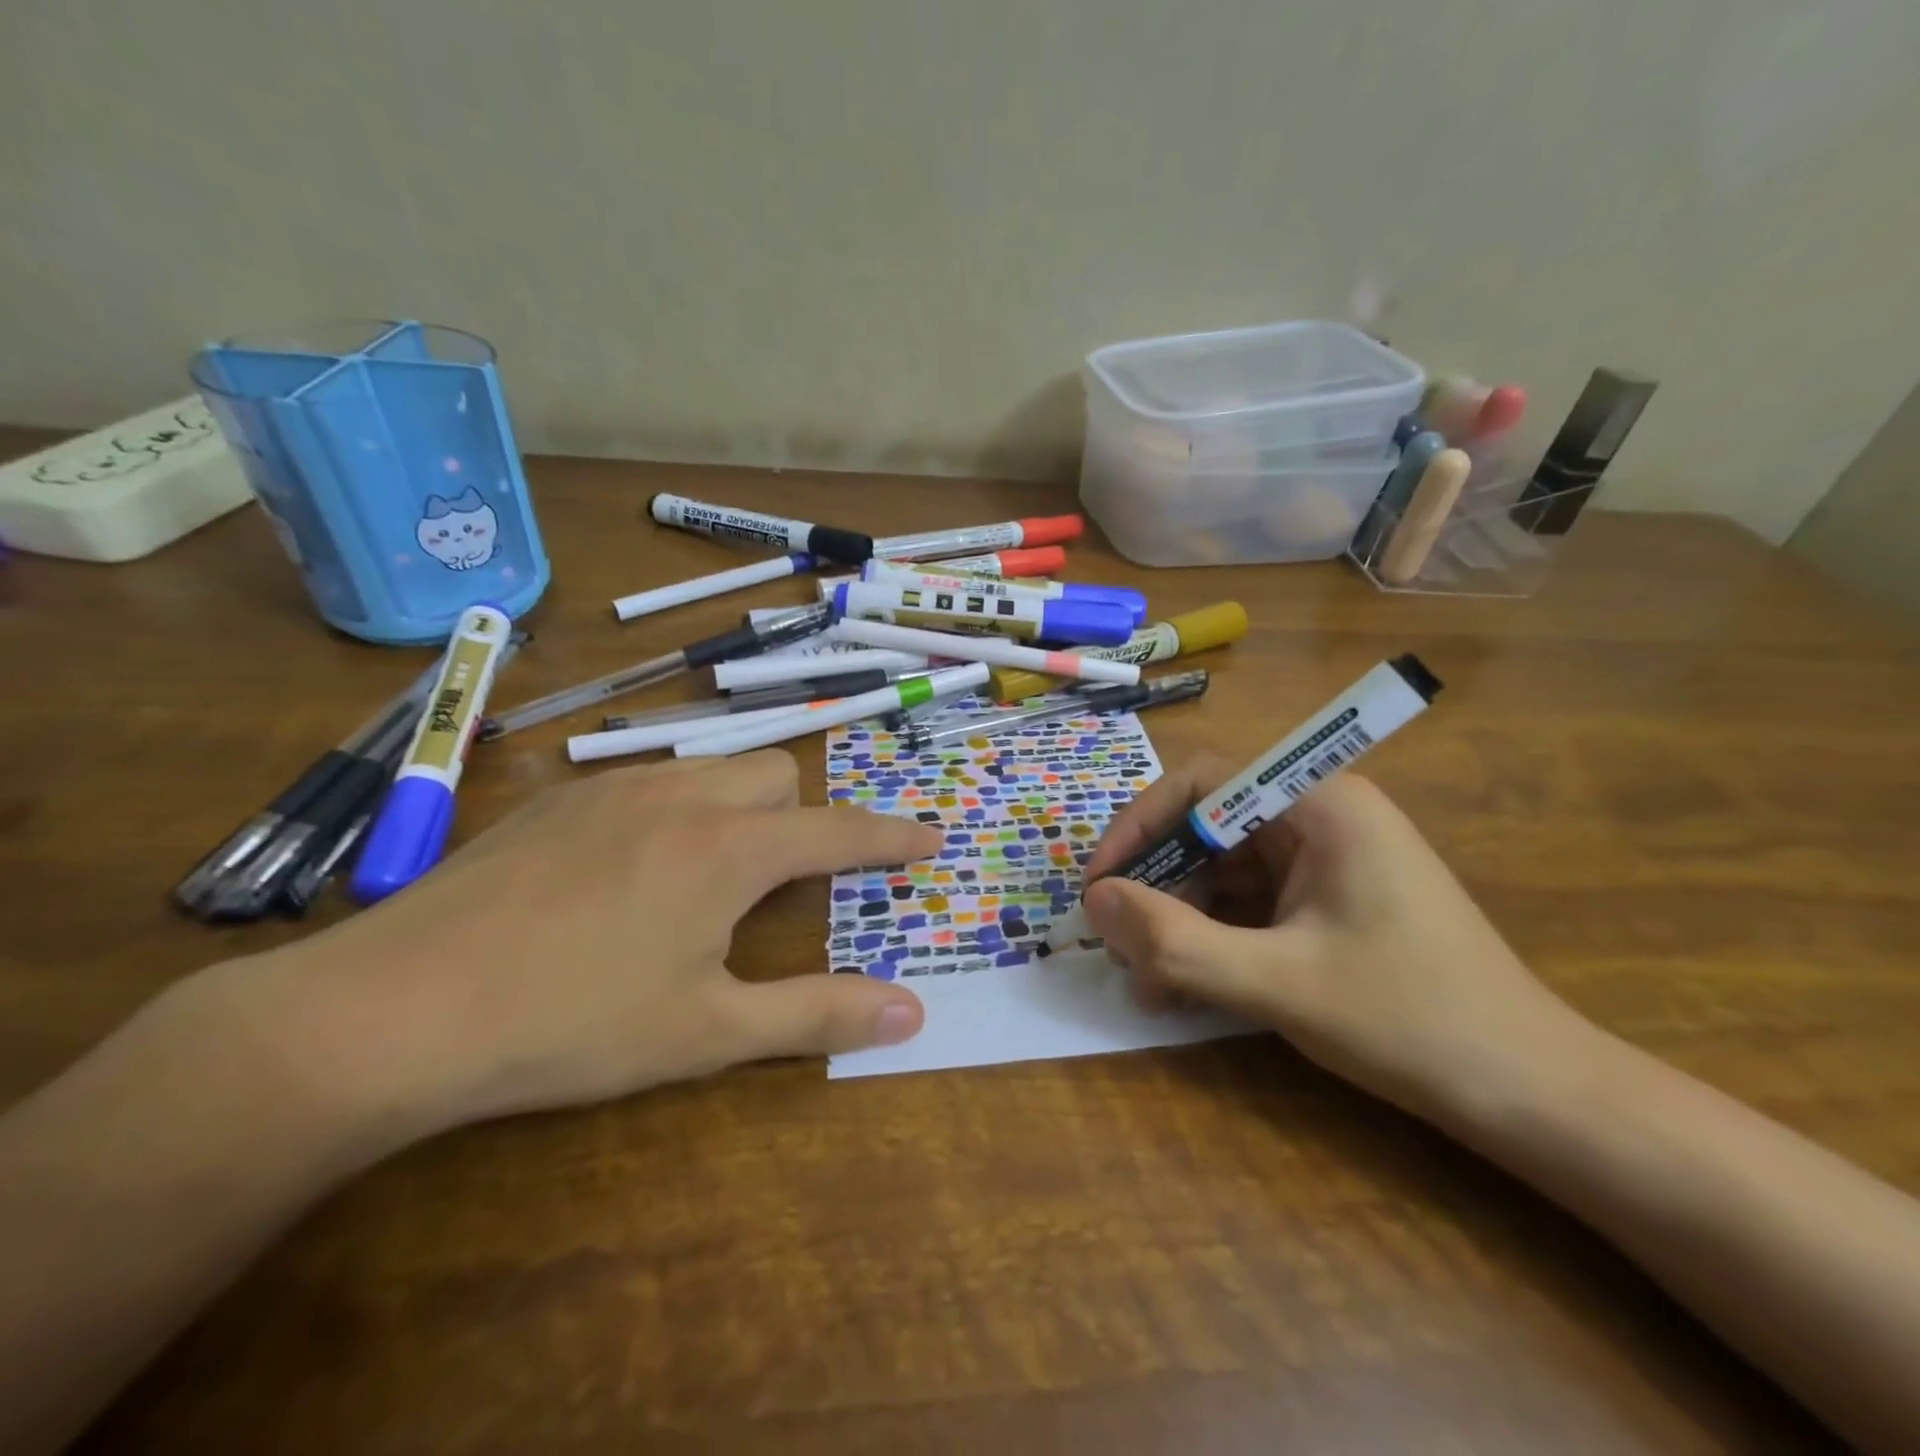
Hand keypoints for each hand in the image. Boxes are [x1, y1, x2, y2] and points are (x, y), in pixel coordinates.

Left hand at [263, 752, 938, 1134]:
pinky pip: (648, 779)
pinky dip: (675, 807)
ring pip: (712, 767)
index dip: (890, 836)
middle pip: (777, 774)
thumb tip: (910, 1014)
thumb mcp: (709, 1033)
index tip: (929, 837)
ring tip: (710, 873)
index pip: (838, 830)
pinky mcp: (557, 800)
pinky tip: (629, 869)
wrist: (391, 1011)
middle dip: (801, 816)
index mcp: (728, 848)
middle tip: (783, 880)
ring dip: (739, 806)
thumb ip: (817, 1014)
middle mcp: (680, 795)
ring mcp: (612, 788)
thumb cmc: (572, 1025)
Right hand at [1080, 761, 1598, 1123]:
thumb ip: (1175, 941)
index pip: (1202, 783)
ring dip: (1179, 921)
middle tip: (1118, 945)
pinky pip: (1250, 903)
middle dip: (1156, 887)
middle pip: (1208, 829)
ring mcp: (1327, 861)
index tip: (1100, 884)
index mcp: (1319, 804)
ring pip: (1224, 872)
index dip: (1139, 826)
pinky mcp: (1329, 901)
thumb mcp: (1276, 983)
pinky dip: (1213, 938)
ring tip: (1150, 984)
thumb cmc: (1410, 1021)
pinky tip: (1188, 986)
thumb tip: (1094, 901)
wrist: (1535, 1095)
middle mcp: (1321, 817)